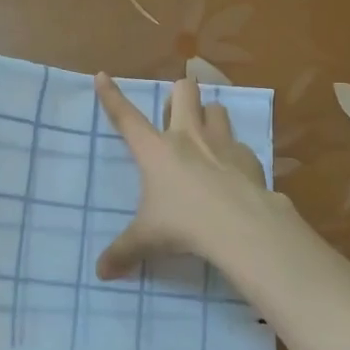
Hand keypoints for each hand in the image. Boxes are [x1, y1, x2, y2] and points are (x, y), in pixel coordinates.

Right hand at [93, 74, 280, 279]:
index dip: (111, 96)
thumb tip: (101, 273)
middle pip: (183, 92)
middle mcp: (188, 136)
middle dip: (180, 92)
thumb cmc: (183, 225)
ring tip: (206, 132)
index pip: (126, 117)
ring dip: (209, 115)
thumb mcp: (147, 240)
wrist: (239, 225)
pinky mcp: (248, 156)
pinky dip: (233, 151)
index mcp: (155, 150)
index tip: (102, 76)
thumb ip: (123, 253)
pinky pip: (238, 142)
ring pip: (216, 108)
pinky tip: (232, 170)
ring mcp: (221, 142)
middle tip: (176, 110)